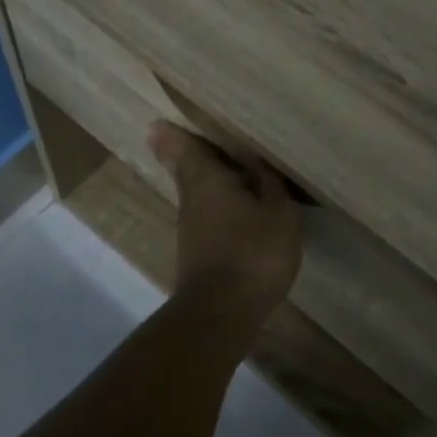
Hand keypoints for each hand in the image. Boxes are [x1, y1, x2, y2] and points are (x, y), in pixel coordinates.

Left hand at [148, 121, 301, 326]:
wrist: (223, 312)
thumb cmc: (253, 251)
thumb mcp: (278, 213)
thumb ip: (269, 184)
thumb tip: (255, 160)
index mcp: (208, 181)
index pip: (186, 150)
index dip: (175, 136)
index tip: (158, 124)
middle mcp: (191, 202)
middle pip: (187, 173)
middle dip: (187, 157)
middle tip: (186, 141)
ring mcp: (190, 232)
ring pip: (196, 198)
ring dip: (206, 185)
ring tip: (224, 174)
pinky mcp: (196, 257)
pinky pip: (206, 220)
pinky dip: (216, 211)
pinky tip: (234, 215)